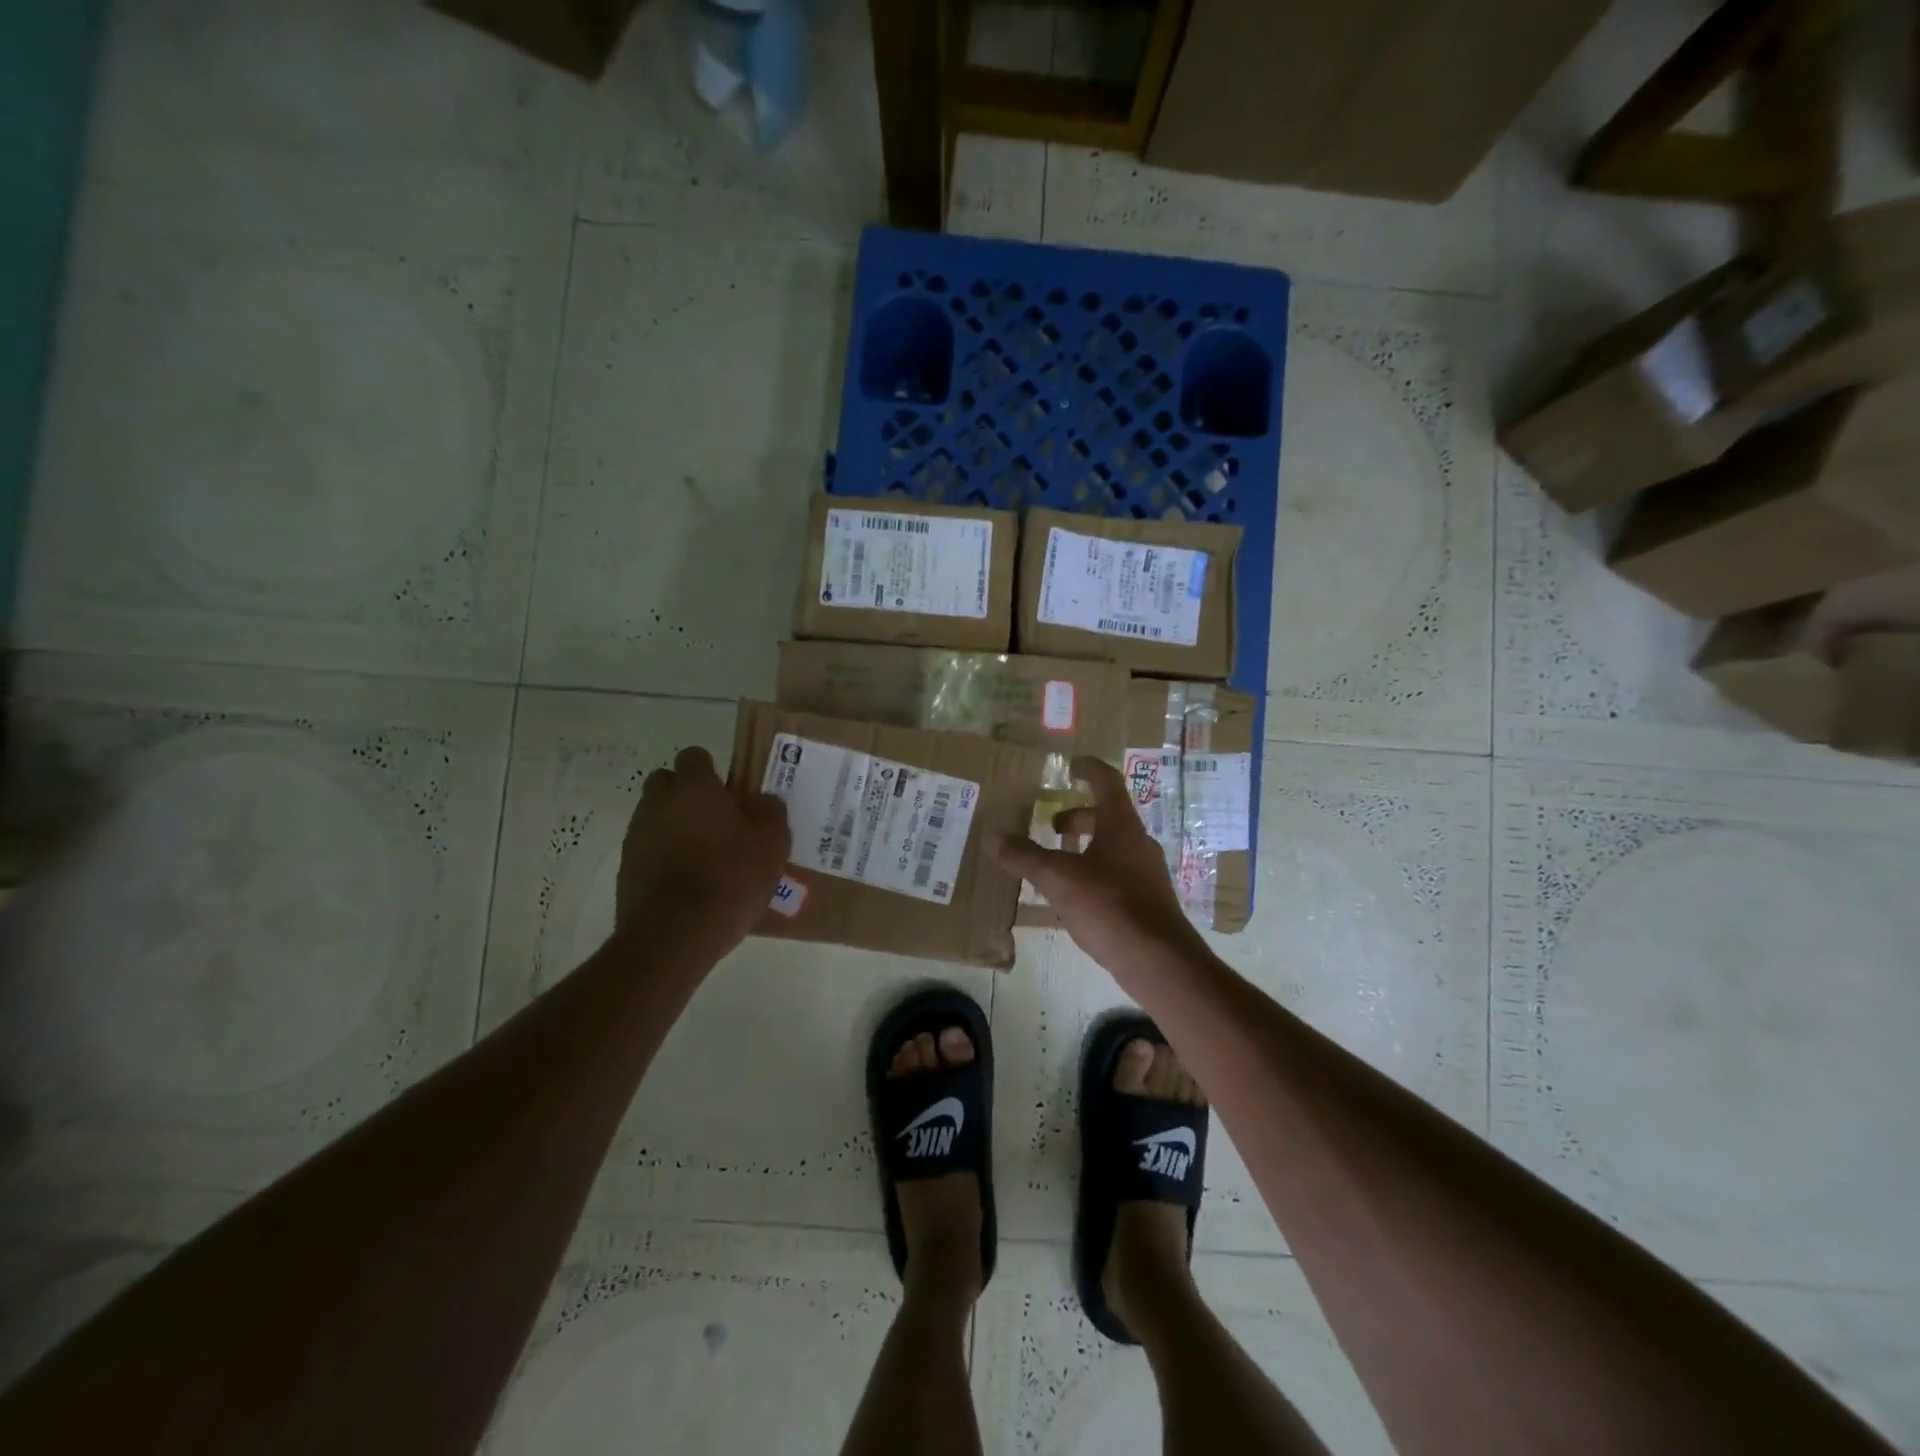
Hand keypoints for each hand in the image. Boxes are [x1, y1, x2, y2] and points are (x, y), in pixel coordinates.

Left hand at [614, 746, 790, 955]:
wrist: (675, 934)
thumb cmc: (730, 878)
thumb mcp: (772, 844)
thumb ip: (769, 812)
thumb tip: (760, 801)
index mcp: (695, 787)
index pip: (694, 756)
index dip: (711, 772)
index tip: (729, 795)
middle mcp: (659, 802)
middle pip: (666, 782)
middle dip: (686, 795)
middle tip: (715, 821)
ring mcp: (637, 835)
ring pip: (655, 816)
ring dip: (674, 827)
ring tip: (703, 857)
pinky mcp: (626, 867)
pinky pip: (647, 849)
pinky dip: (663, 857)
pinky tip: (686, 882)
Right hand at [988, 756, 1211, 981]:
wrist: (1158, 960)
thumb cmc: (1109, 906)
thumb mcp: (1058, 878)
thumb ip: (1024, 856)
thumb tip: (992, 836)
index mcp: (1121, 824)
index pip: (1106, 781)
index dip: (1087, 768)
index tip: (1069, 765)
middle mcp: (1137, 841)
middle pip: (1107, 815)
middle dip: (1077, 816)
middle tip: (1050, 825)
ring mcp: (1145, 872)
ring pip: (1112, 846)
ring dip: (1084, 845)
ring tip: (1055, 861)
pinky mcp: (1146, 900)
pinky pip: (1116, 872)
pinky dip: (1092, 871)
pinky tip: (1073, 895)